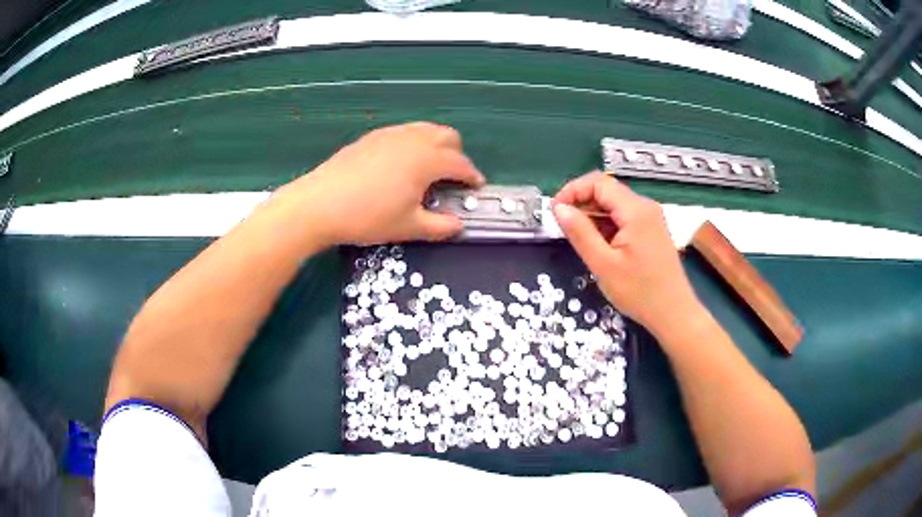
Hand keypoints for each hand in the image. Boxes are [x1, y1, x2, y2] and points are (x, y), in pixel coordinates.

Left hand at [274, 122, 484, 246]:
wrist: (320, 204)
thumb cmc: (368, 217)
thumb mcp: (408, 227)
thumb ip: (440, 226)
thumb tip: (459, 225)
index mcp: (427, 160)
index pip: (460, 163)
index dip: (472, 176)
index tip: (476, 187)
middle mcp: (413, 139)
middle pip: (447, 136)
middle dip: (456, 155)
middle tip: (451, 178)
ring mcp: (390, 134)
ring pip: (425, 130)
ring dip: (435, 145)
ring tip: (427, 169)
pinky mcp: (372, 137)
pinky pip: (404, 133)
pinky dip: (413, 143)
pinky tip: (399, 165)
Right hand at [552, 172, 703, 336]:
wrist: (674, 314)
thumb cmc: (640, 292)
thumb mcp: (603, 264)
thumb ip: (580, 232)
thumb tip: (559, 208)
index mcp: (635, 210)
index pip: (598, 182)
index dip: (572, 191)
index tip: (555, 212)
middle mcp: (645, 207)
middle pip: (606, 191)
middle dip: (581, 204)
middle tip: (564, 228)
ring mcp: (650, 219)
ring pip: (614, 205)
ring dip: (593, 216)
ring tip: (580, 241)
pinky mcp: (651, 231)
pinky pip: (623, 218)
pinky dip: (606, 226)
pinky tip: (599, 246)